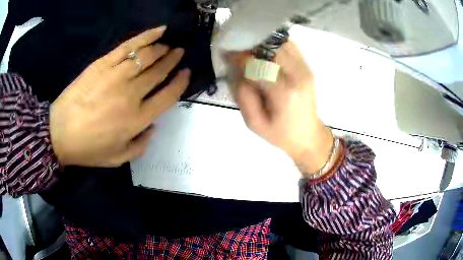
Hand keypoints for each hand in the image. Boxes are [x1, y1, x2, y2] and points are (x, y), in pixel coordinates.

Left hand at [50, 26, 189, 166]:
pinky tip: (159, 31)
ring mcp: (117, 76)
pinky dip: (147, 36)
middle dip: (173, 59)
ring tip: (167, 45)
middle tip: (179, 52)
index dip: (180, 82)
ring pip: (147, 56)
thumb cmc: (88, 149)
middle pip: (159, 71)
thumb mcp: (118, 159)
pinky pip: (130, 45)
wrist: (59, 133)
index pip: (168, 96)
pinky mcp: (104, 63)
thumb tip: (153, 127)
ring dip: (162, 49)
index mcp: (137, 119)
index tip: (186, 72)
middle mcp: (132, 94)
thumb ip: (140, 146)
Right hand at [231, 41, 333, 173]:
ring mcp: (305, 69)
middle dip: (250, 45)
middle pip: (269, 48)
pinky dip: (274, 44)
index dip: (239, 56)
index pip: (257, 63)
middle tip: (236, 49)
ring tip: (249, 48)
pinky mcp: (307, 67)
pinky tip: (265, 50)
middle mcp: (297, 75)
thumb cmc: (280, 134)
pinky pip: (290, 46)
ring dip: (262, 43)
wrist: (308, 135)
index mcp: (283, 92)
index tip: (225, 53)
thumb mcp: (254, 123)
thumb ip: (243, 94)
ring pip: (280, 43)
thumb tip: (235, 68)